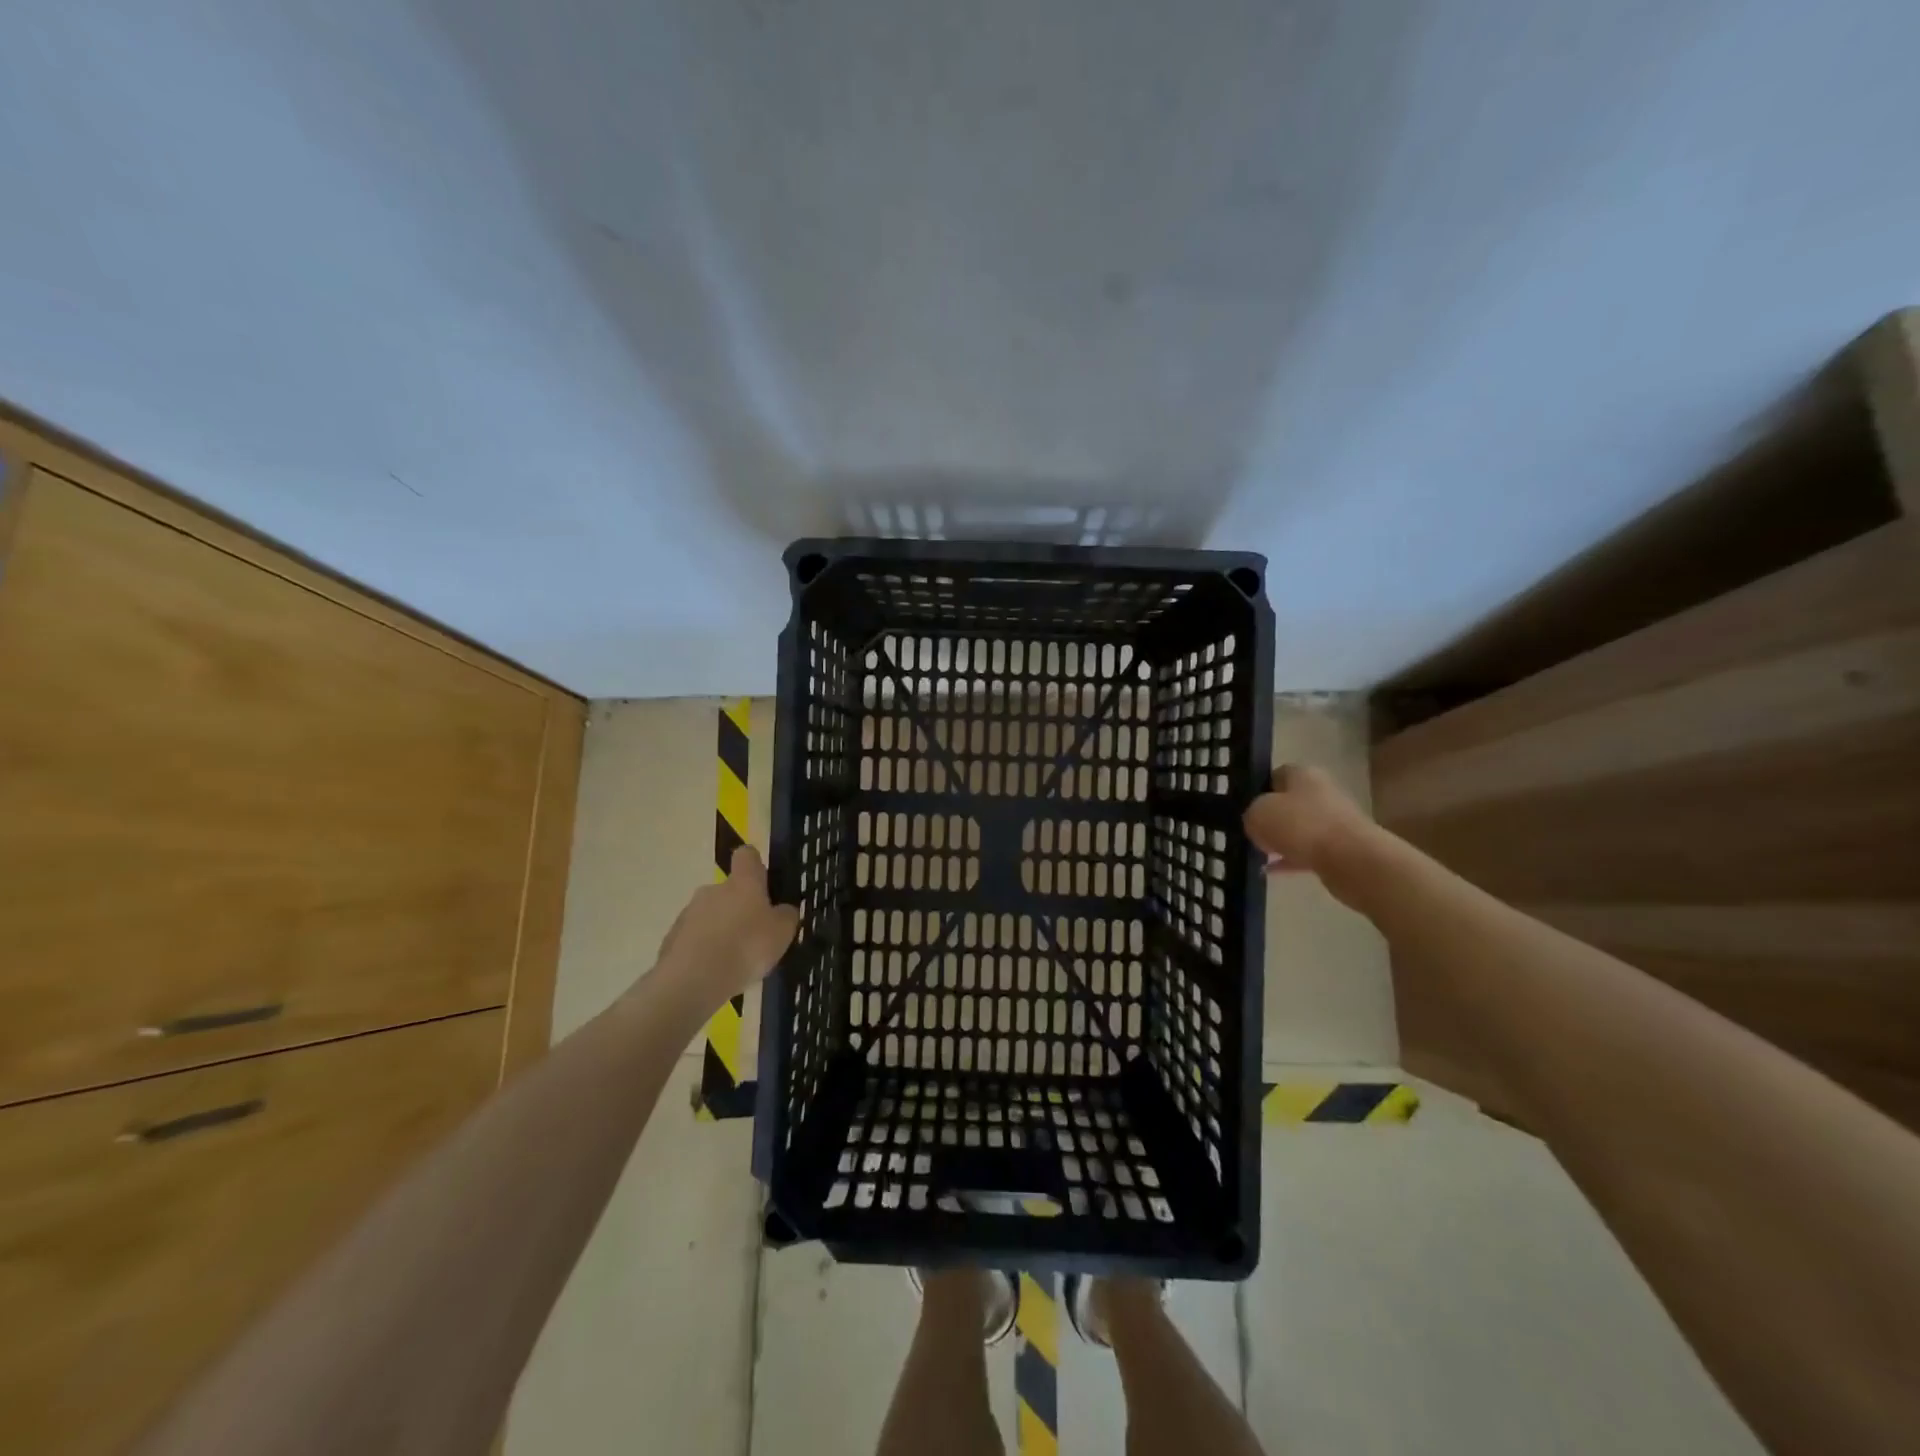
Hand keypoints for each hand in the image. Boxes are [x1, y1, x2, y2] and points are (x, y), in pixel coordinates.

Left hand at [655, 846, 800, 1002]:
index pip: (747, 855)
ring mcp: (688, 913)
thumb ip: (786, 916)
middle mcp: (713, 889)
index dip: (755, 865)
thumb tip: (783, 909)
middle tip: (754, 934)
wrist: (692, 981)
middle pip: (729, 889)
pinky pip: (694, 938)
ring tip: (733, 959)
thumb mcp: (782, 933)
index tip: (764, 882)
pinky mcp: (671, 938)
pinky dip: (703, 950)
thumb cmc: (746, 948)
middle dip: (740, 906)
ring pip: (710, 914)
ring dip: (721, 929)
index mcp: (742, 882)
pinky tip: (713, 972)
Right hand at [1242, 764, 1379, 905]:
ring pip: (1300, 829)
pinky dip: (1291, 860)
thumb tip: (1257, 823)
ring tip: (1259, 854)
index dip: (1258, 789)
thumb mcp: (1257, 814)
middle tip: (1250, 832)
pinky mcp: (1342, 849)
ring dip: (1281, 840)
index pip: (1275, 774)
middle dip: (1271, 818)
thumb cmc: (1300, 826)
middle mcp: (1322, 792)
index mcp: (1303, 774)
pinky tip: (1270, 871)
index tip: (1244, 807)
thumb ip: (1251, 814)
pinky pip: (1308, 851)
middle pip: (1289, 802)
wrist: (1351, 860)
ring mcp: (1334, 821)